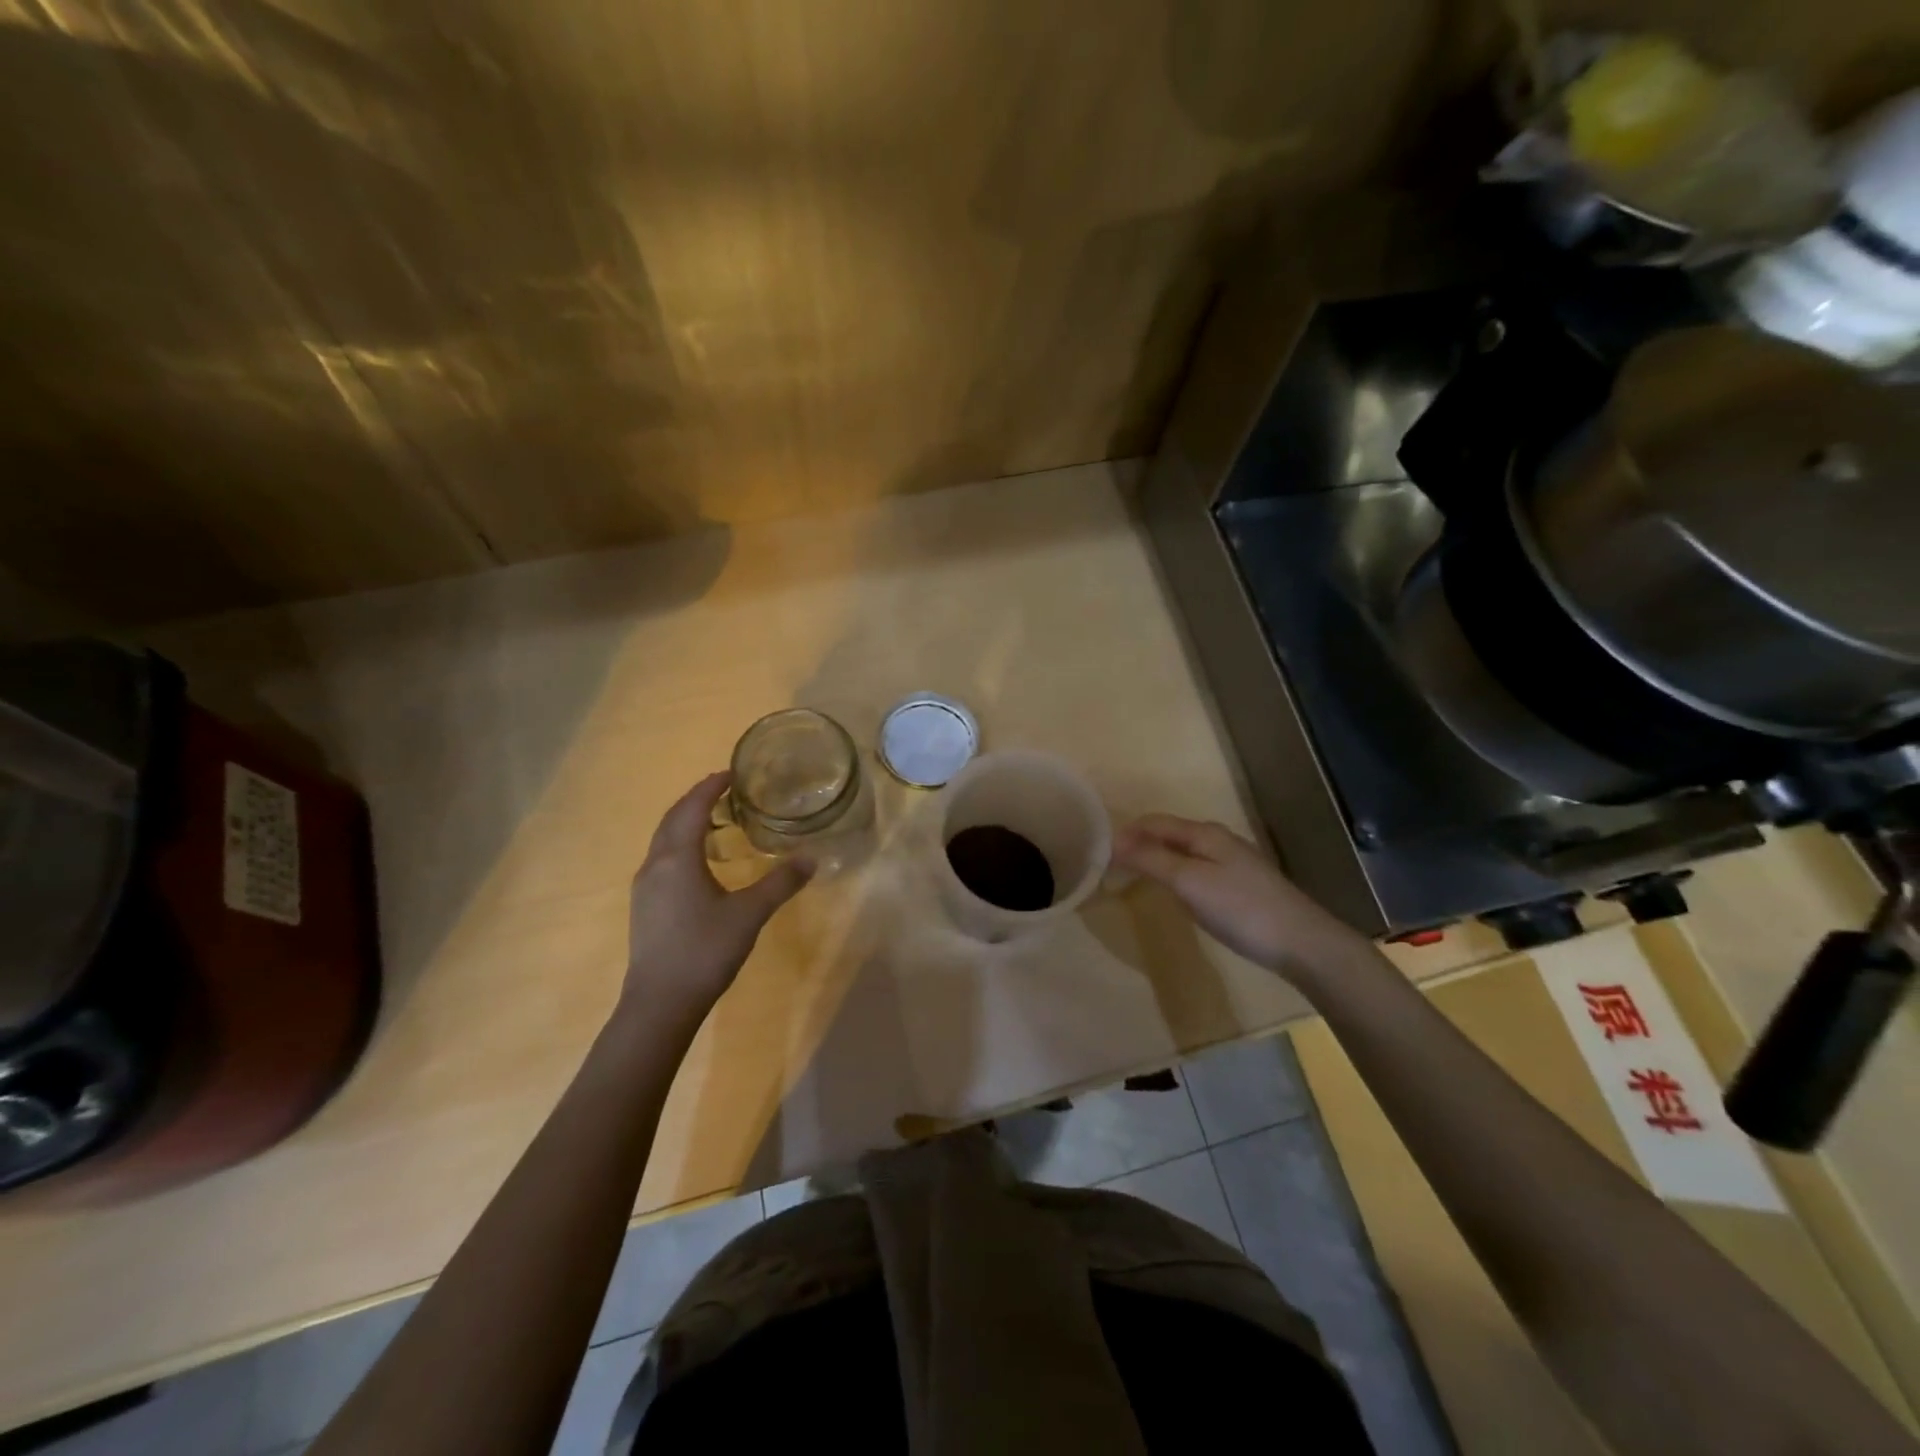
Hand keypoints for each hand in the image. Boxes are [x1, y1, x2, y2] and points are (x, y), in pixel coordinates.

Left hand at [622, 773, 812, 1021]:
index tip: (732, 773)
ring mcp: (645, 886)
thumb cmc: (705, 950)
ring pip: (664, 839)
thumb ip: (781, 883)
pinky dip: (681, 843)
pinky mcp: (645, 905)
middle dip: (697, 799)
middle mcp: (655, 864)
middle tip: (726, 789)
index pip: (693, 808)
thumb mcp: (750, 914)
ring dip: (687, 821)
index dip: (711, 787)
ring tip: (717, 820)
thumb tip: (811, 859)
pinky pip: (662, 858)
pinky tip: (700, 861)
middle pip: (673, 818)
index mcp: (678, 857)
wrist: (660, 1003)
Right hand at [1114, 814, 1364, 978]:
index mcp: (1204, 833)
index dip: (1125, 833)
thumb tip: (1114, 842)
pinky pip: (1196, 869)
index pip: (1154, 822)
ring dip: (1156, 858)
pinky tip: (1173, 892)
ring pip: (1183, 852)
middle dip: (1138, 844)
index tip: (1098, 854)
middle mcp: (1217, 840)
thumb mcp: (1189, 882)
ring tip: (1133, 877)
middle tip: (1111, 867)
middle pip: (1168, 834)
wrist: (1302, 942)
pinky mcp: (1241, 885)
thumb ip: (1151, 860)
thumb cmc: (1240, 908)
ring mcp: (1232, 862)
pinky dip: (1174, 873)